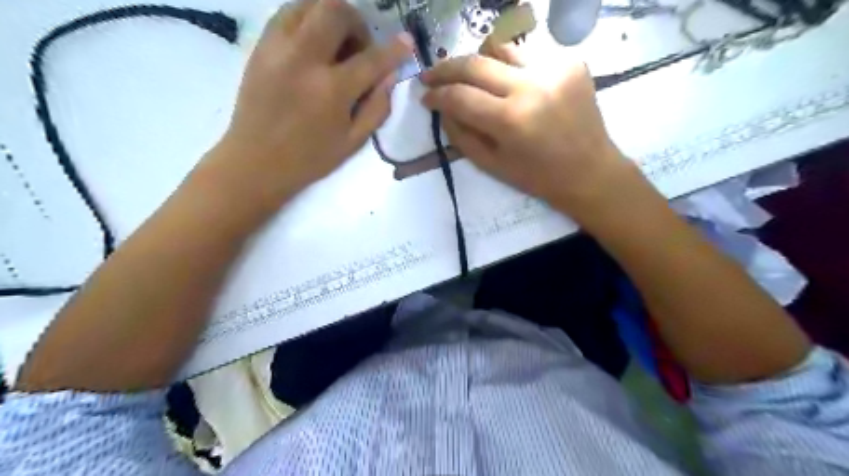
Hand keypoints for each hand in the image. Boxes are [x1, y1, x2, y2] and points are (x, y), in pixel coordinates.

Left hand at [209, 0, 414, 211]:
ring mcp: (277, 48)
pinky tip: (313, 43)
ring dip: (330, 16)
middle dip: (357, 22)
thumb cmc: (310, 158)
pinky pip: (286, 14)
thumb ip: (377, 107)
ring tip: (336, 42)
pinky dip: (307, 19)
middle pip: (335, 11)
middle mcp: (304, 60)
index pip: (371, 59)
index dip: (395, 49)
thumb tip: (391, 76)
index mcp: (331, 91)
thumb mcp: (353, 142)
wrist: (255, 162)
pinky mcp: (260, 47)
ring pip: (308, 3)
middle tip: (360, 47)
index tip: (406, 42)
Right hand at [420, 41, 640, 218]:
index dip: (436, 94)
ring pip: (501, 49)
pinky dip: (511, 68)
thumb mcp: (491, 165)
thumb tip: (442, 109)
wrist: (589, 171)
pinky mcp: (571, 62)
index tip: (425, 96)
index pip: (459, 96)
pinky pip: (528, 55)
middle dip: (446, 68)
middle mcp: (531, 86)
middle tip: (432, 76)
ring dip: (479, 62)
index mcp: (510, 120)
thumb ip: (460, 135)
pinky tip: (511, 85)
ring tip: (470, 77)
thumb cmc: (538, 177)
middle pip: (475, 63)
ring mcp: (554, 69)